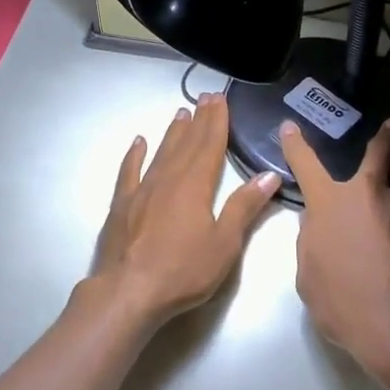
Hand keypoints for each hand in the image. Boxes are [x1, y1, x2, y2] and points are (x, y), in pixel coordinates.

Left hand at [80, 92, 280, 331]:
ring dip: (173, 132)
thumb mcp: (224, 243)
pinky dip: (135, 156)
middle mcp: (168, 179)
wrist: (128, 291)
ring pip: (161, 152)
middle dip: (198, 120)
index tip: (220, 100)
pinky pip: (129, 172)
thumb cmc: (183, 271)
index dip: (217, 121)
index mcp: (195, 185)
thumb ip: (244, 207)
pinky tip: (138, 143)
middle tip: (205, 97)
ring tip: (181, 112)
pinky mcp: (121, 205)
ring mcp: (141, 191)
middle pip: (187, 143)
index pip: (210, 145)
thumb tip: (268, 175)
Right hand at [279, 117, 389, 379]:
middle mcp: (366, 193)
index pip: (305, 163)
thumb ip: (311, 242)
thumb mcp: (308, 274)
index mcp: (328, 203)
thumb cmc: (343, 302)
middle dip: (385, 136)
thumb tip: (317, 225)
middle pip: (378, 152)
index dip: (296, 144)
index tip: (290, 127)